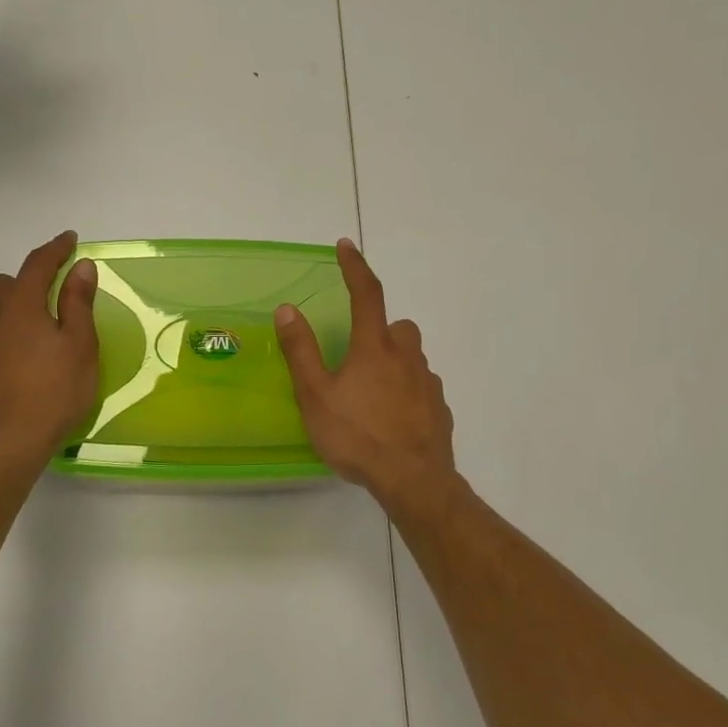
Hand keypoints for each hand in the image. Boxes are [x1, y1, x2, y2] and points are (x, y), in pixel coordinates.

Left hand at [0, 231, 99, 468]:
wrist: (5, 446)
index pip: (37, 264)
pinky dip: (1, 340)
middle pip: (3, 285)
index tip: (70, 239)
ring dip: (11, 311)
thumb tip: (81, 267)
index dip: (56, 249)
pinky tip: (17, 363)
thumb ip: (78, 303)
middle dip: (27, 281)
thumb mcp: (80, 346)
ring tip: (35, 331)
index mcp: (20, 306)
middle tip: (52, 294)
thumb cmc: (54, 392)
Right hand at [274, 239, 462, 520]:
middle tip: (357, 354)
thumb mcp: (316, 395)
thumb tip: (287, 309)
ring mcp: (428, 383)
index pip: (366, 293)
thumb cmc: (358, 435)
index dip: (354, 267)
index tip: (345, 246)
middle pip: (397, 327)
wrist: (414, 480)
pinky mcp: (440, 409)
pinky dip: (407, 392)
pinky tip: (392, 418)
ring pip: (412, 358)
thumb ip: (301, 351)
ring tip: (371, 393)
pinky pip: (422, 388)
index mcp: (375, 347)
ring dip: (394, 362)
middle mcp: (406, 357)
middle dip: (380, 330)